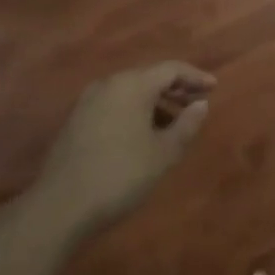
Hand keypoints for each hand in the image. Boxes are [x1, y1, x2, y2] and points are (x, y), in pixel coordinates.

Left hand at [34, 61, 215, 233]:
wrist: (60, 206)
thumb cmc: (120, 175)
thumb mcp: (163, 153)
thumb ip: (186, 125)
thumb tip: (201, 104)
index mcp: (132, 84)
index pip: (171, 69)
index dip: (195, 77)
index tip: (214, 87)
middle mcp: (109, 84)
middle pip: (149, 76)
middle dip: (176, 88)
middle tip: (198, 101)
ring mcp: (88, 101)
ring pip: (130, 91)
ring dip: (155, 101)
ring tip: (174, 122)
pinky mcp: (76, 120)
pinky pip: (115, 104)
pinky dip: (135, 111)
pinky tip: (144, 133)